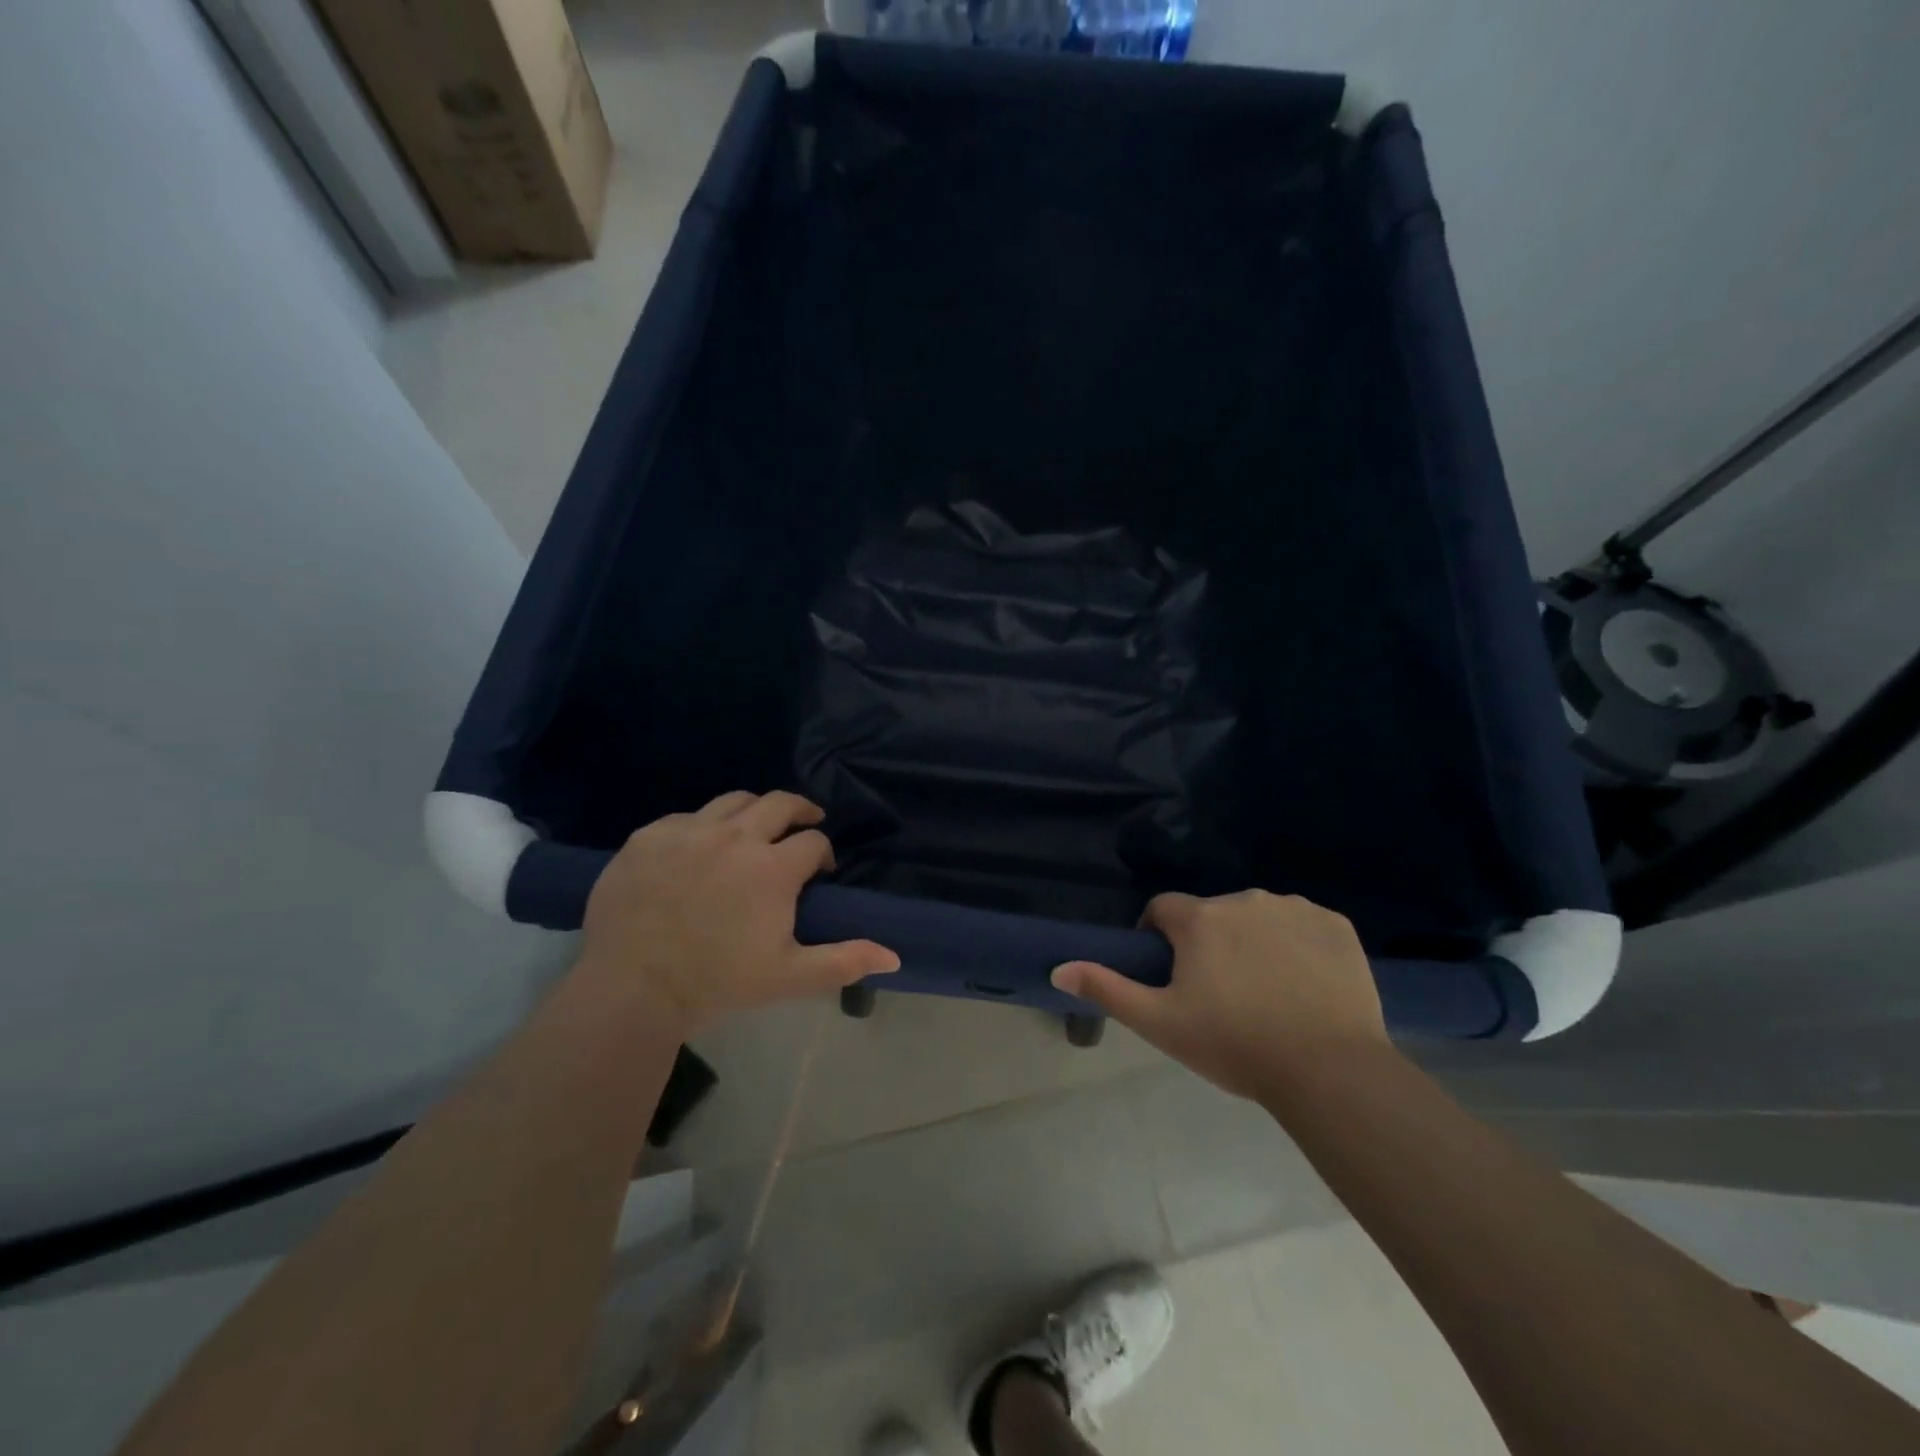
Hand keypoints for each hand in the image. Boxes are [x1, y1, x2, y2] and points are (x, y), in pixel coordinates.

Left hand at [578, 791, 897, 1034]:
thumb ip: (844, 961)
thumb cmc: (718, 983)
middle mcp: (735, 836)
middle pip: (780, 803)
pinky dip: (702, 826)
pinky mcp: (649, 836)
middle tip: (803, 823)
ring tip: (753, 828)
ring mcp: (688, 831)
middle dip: (800, 811)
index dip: (822, 852)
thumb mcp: (789, 976)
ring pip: (734, 800)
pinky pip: (686, 817)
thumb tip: (894, 957)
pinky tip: (699, 849)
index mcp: (773, 868)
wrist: (632, 989)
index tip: (819, 870)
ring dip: (753, 811)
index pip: (813, 840)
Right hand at [1051, 890, 1387, 1099]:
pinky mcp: (1335, 924)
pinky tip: (1304, 984)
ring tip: (1265, 992)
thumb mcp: (1161, 1024)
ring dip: (1252, 941)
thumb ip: (1107, 988)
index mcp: (1200, 918)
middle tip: (1220, 994)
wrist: (1330, 1071)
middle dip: (1209, 943)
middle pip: (1212, 914)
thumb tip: (1059, 967)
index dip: (1159, 937)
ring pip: (1258, 917)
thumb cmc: (1235, 1045)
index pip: (1163, 909)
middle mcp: (1244, 899)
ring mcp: (1294, 908)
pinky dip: (1297, 945)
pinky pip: (1303, 925)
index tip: (1170, 973)